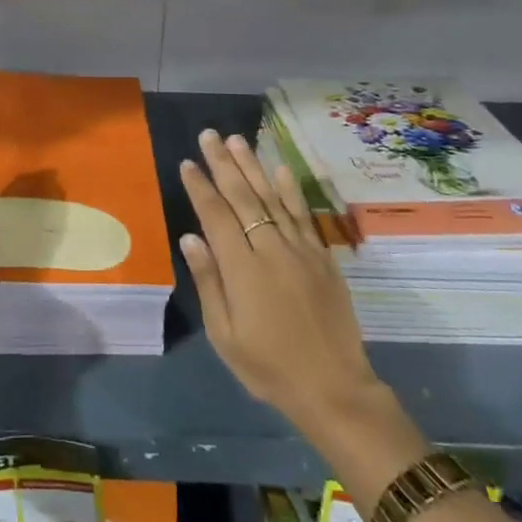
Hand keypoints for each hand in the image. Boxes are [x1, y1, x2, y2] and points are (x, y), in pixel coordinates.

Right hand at [178, 130, 405, 450]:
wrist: (333, 387)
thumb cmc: (268, 366)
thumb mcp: (225, 334)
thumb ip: (208, 281)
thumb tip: (190, 237)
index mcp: (242, 269)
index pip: (216, 216)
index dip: (200, 187)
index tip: (188, 162)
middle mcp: (271, 249)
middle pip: (243, 197)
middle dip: (223, 164)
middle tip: (209, 135)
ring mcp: (300, 249)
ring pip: (273, 197)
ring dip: (253, 166)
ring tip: (237, 140)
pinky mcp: (322, 256)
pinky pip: (302, 214)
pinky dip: (290, 189)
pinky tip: (281, 169)